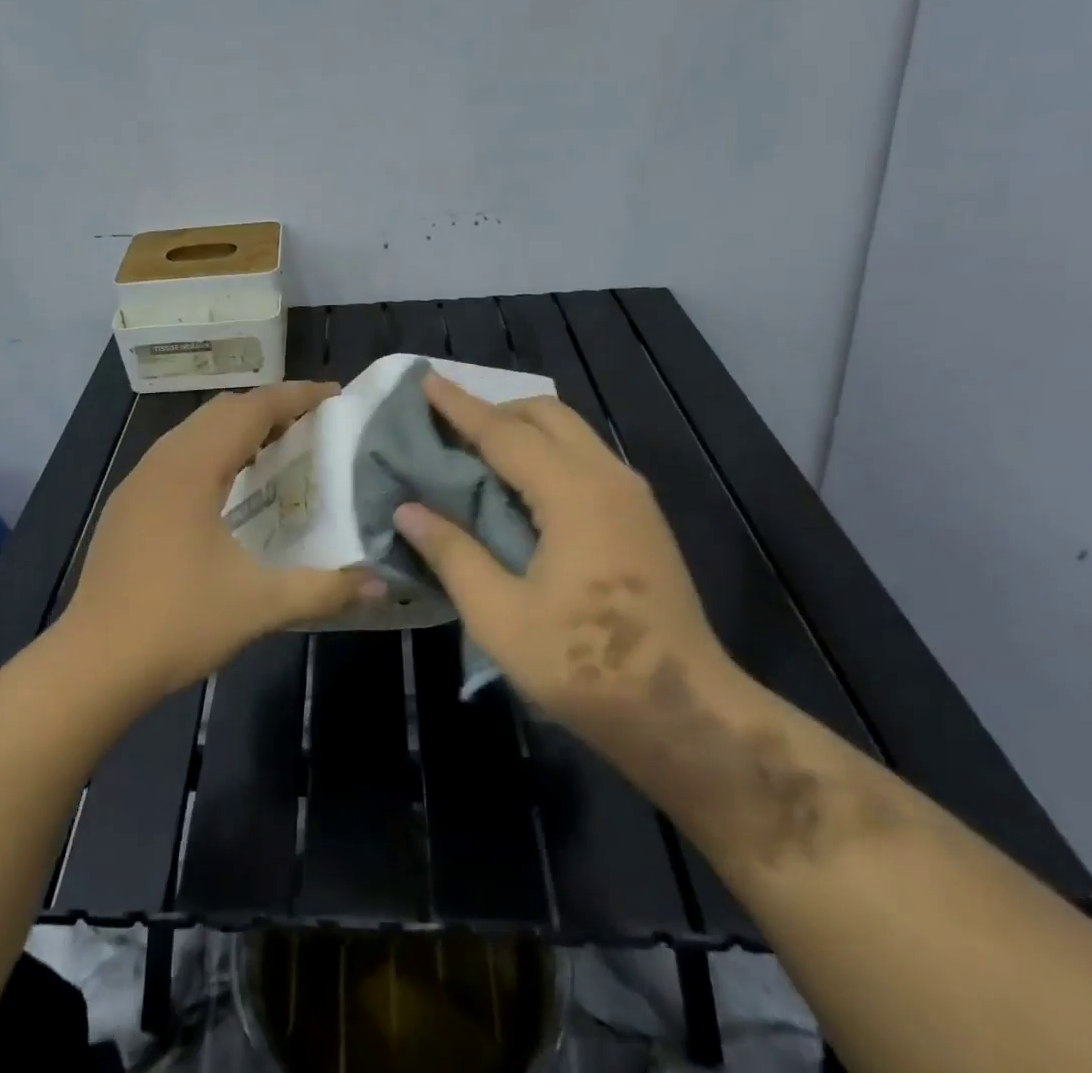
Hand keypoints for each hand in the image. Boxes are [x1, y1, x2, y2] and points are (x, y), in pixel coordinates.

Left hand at [57, 382, 377, 699]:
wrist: (94, 663)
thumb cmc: (178, 622)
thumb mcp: (260, 605)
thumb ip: (325, 590)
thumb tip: (381, 583)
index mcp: (192, 469)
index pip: (251, 410)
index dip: (295, 396)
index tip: (334, 395)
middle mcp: (162, 462)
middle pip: (221, 412)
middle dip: (269, 408)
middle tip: (312, 423)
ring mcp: (138, 483)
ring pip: (194, 432)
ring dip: (237, 429)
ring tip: (277, 448)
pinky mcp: (127, 506)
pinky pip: (177, 456)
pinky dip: (212, 452)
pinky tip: (228, 486)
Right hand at [393, 373, 736, 748]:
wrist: (684, 712)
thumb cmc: (584, 664)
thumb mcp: (499, 616)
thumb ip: (452, 553)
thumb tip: (407, 509)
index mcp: (573, 493)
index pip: (504, 433)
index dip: (460, 407)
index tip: (425, 379)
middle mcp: (608, 478)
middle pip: (546, 415)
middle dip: (495, 410)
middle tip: (448, 428)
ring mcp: (632, 497)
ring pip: (571, 433)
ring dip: (523, 429)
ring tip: (477, 452)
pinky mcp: (642, 518)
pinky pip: (586, 458)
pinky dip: (547, 452)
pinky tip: (522, 487)